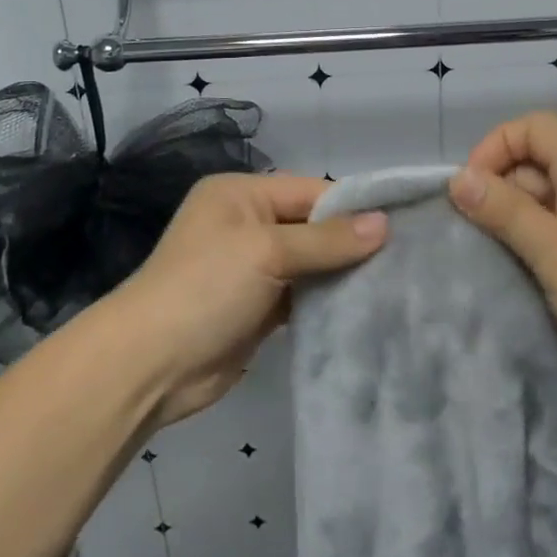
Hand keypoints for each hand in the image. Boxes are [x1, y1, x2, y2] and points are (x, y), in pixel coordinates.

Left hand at [107, 172, 385, 427]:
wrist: (150, 365)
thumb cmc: (206, 288)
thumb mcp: (267, 252)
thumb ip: (326, 240)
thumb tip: (383, 224)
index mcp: (241, 194)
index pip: (311, 191)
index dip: (354, 207)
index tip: (403, 224)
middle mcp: (247, 224)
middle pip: (312, 227)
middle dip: (352, 242)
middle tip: (406, 257)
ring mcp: (251, 268)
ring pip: (310, 263)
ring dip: (342, 274)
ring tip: (395, 282)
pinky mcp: (257, 308)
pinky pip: (302, 296)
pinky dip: (326, 301)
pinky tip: (364, 307)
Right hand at [448, 111, 556, 386]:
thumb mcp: (556, 257)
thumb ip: (506, 213)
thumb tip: (458, 177)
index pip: (535, 126)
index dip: (496, 147)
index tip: (473, 192)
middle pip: (540, 157)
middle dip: (502, 186)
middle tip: (482, 235)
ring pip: (550, 192)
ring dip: (518, 215)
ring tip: (503, 258)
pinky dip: (541, 235)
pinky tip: (534, 272)